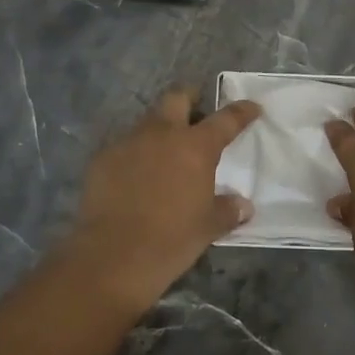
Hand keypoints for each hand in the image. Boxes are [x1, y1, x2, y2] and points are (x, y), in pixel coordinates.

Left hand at [66, 86, 261, 311]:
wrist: (112, 256)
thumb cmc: (171, 240)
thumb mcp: (208, 227)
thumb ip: (228, 210)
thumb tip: (243, 205)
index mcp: (196, 147)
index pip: (226, 119)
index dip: (241, 111)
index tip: (252, 107)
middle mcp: (162, 134)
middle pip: (177, 98)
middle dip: (189, 99)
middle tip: (196, 113)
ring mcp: (128, 143)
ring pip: (147, 122)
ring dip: (159, 130)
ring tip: (164, 153)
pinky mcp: (102, 158)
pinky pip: (123, 147)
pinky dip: (134, 155)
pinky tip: (134, 178)